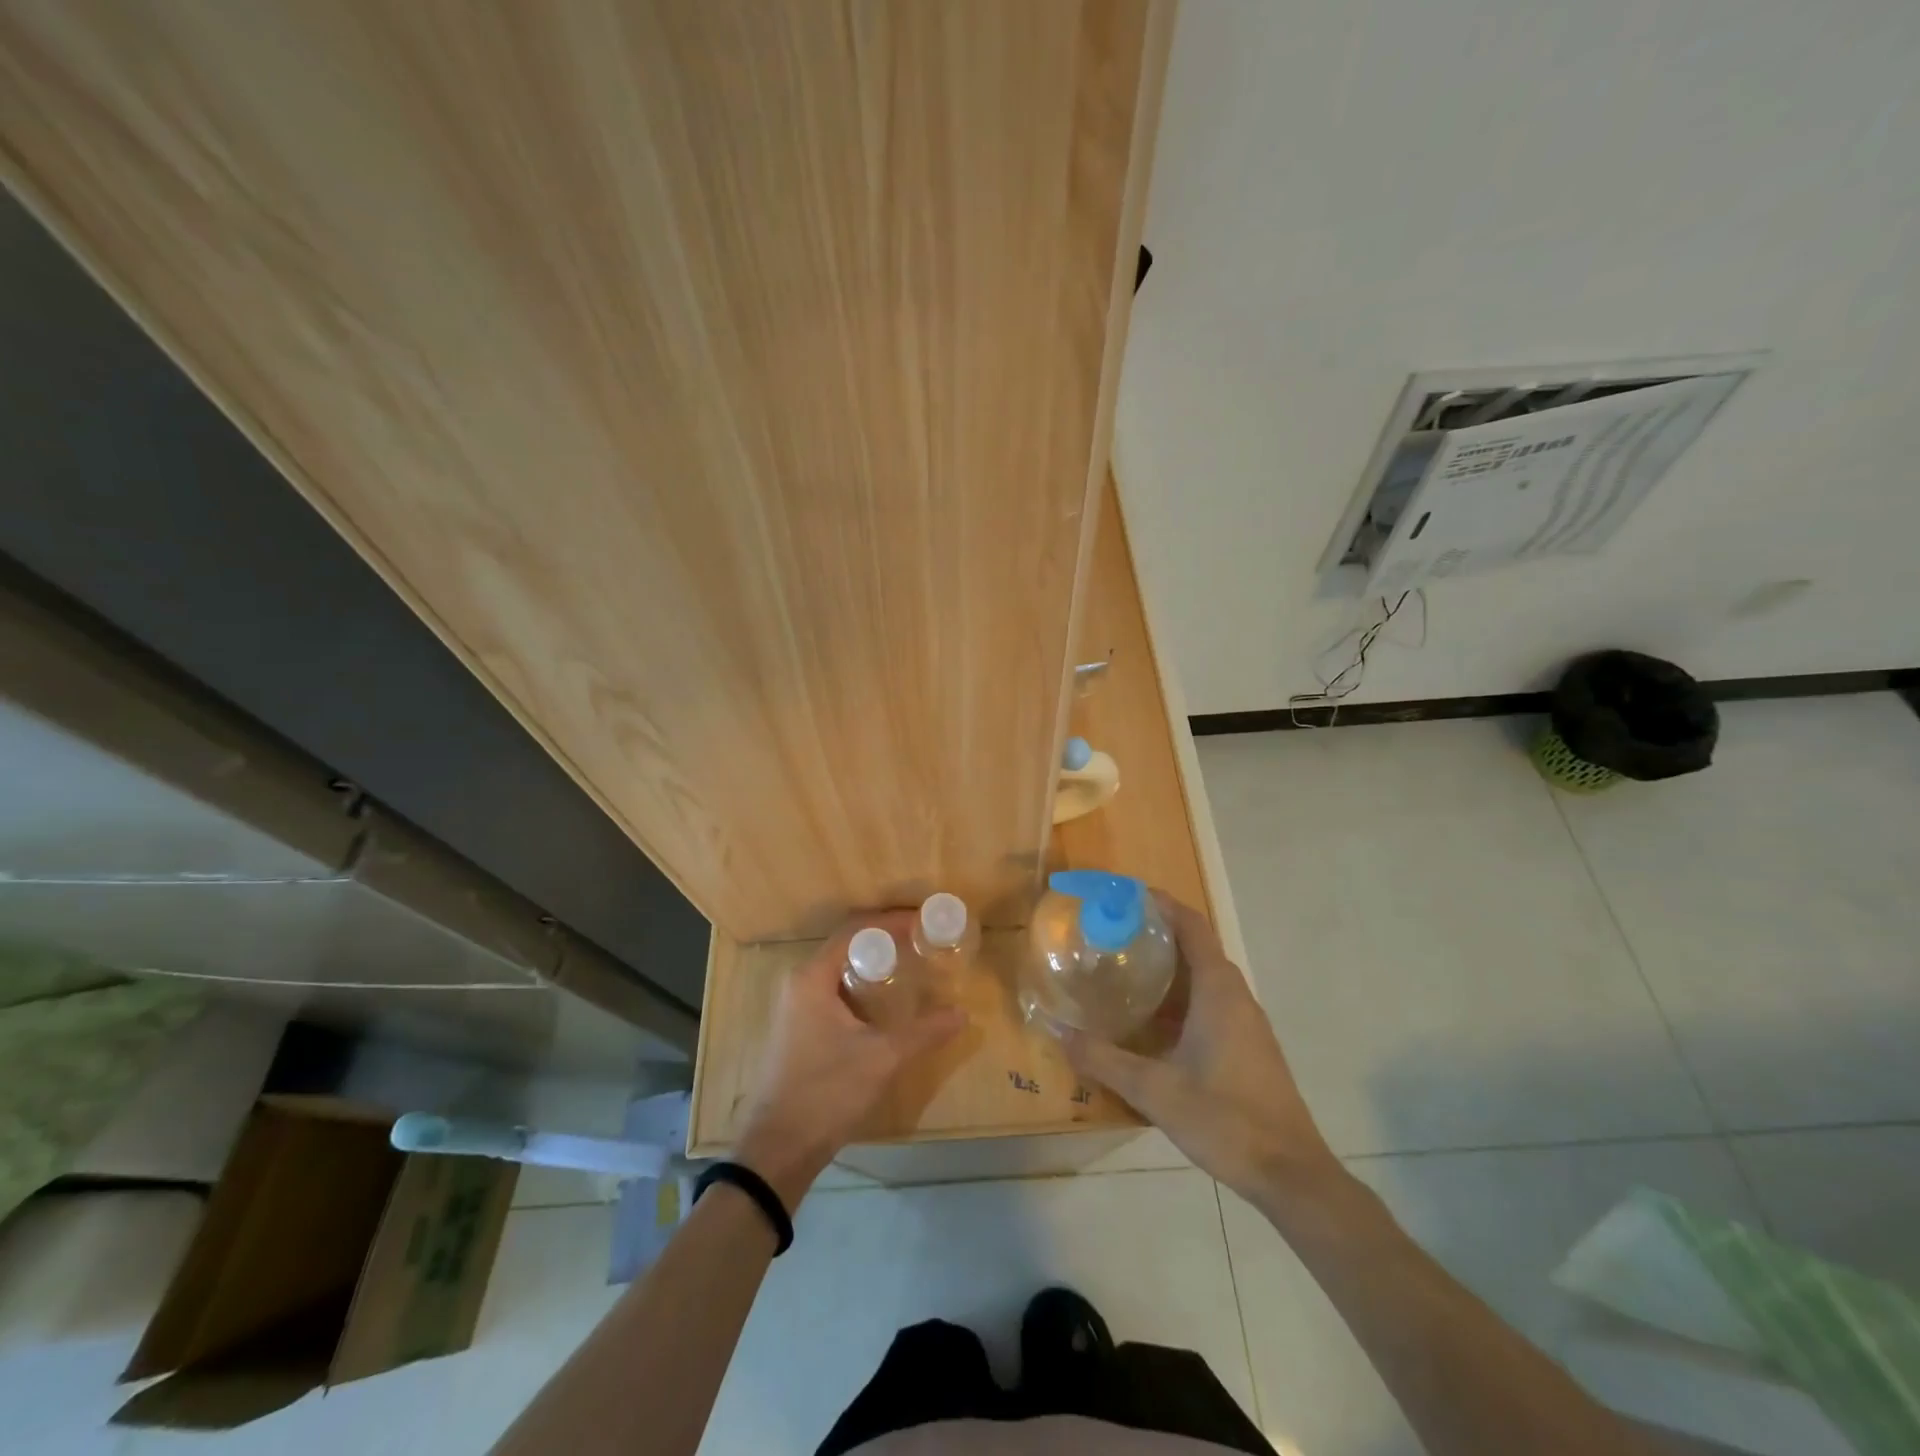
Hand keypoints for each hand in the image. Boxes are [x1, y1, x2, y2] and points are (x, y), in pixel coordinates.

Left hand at [734, 911, 964, 1208]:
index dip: (891, 922)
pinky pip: (834, 993)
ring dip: (874, 967)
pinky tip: (886, 1006)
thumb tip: (962, 1013)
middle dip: (886, 942)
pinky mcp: (798, 1029)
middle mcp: (799, 983)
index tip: (924, 922)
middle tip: (923, 945)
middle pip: (847, 947)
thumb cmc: (826, 1092)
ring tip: (911, 970)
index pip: (855, 930)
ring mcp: (795, 1007)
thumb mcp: (882, 1058)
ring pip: (840, 972)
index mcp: (812, 977)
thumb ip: (924, 1032)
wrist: (777, 1150)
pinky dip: (861, 989)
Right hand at [1062, 892, 1340, 1205]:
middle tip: (1111, 934)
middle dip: (1156, 934)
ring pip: (1204, 978)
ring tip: (1123, 971)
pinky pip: (1210, 1003)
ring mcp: (1246, 1022)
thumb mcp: (1154, 1090)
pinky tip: (1150, 1023)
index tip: (1125, 895)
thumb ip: (1104, 1060)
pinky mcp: (1248, 1046)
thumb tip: (1058, 1034)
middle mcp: (1235, 996)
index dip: (1162, 903)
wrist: (1291, 1174)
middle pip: (1196, 947)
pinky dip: (1179, 997)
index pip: (1192, 925)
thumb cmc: (1226, 1119)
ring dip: (1168, 968)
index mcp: (1218, 990)